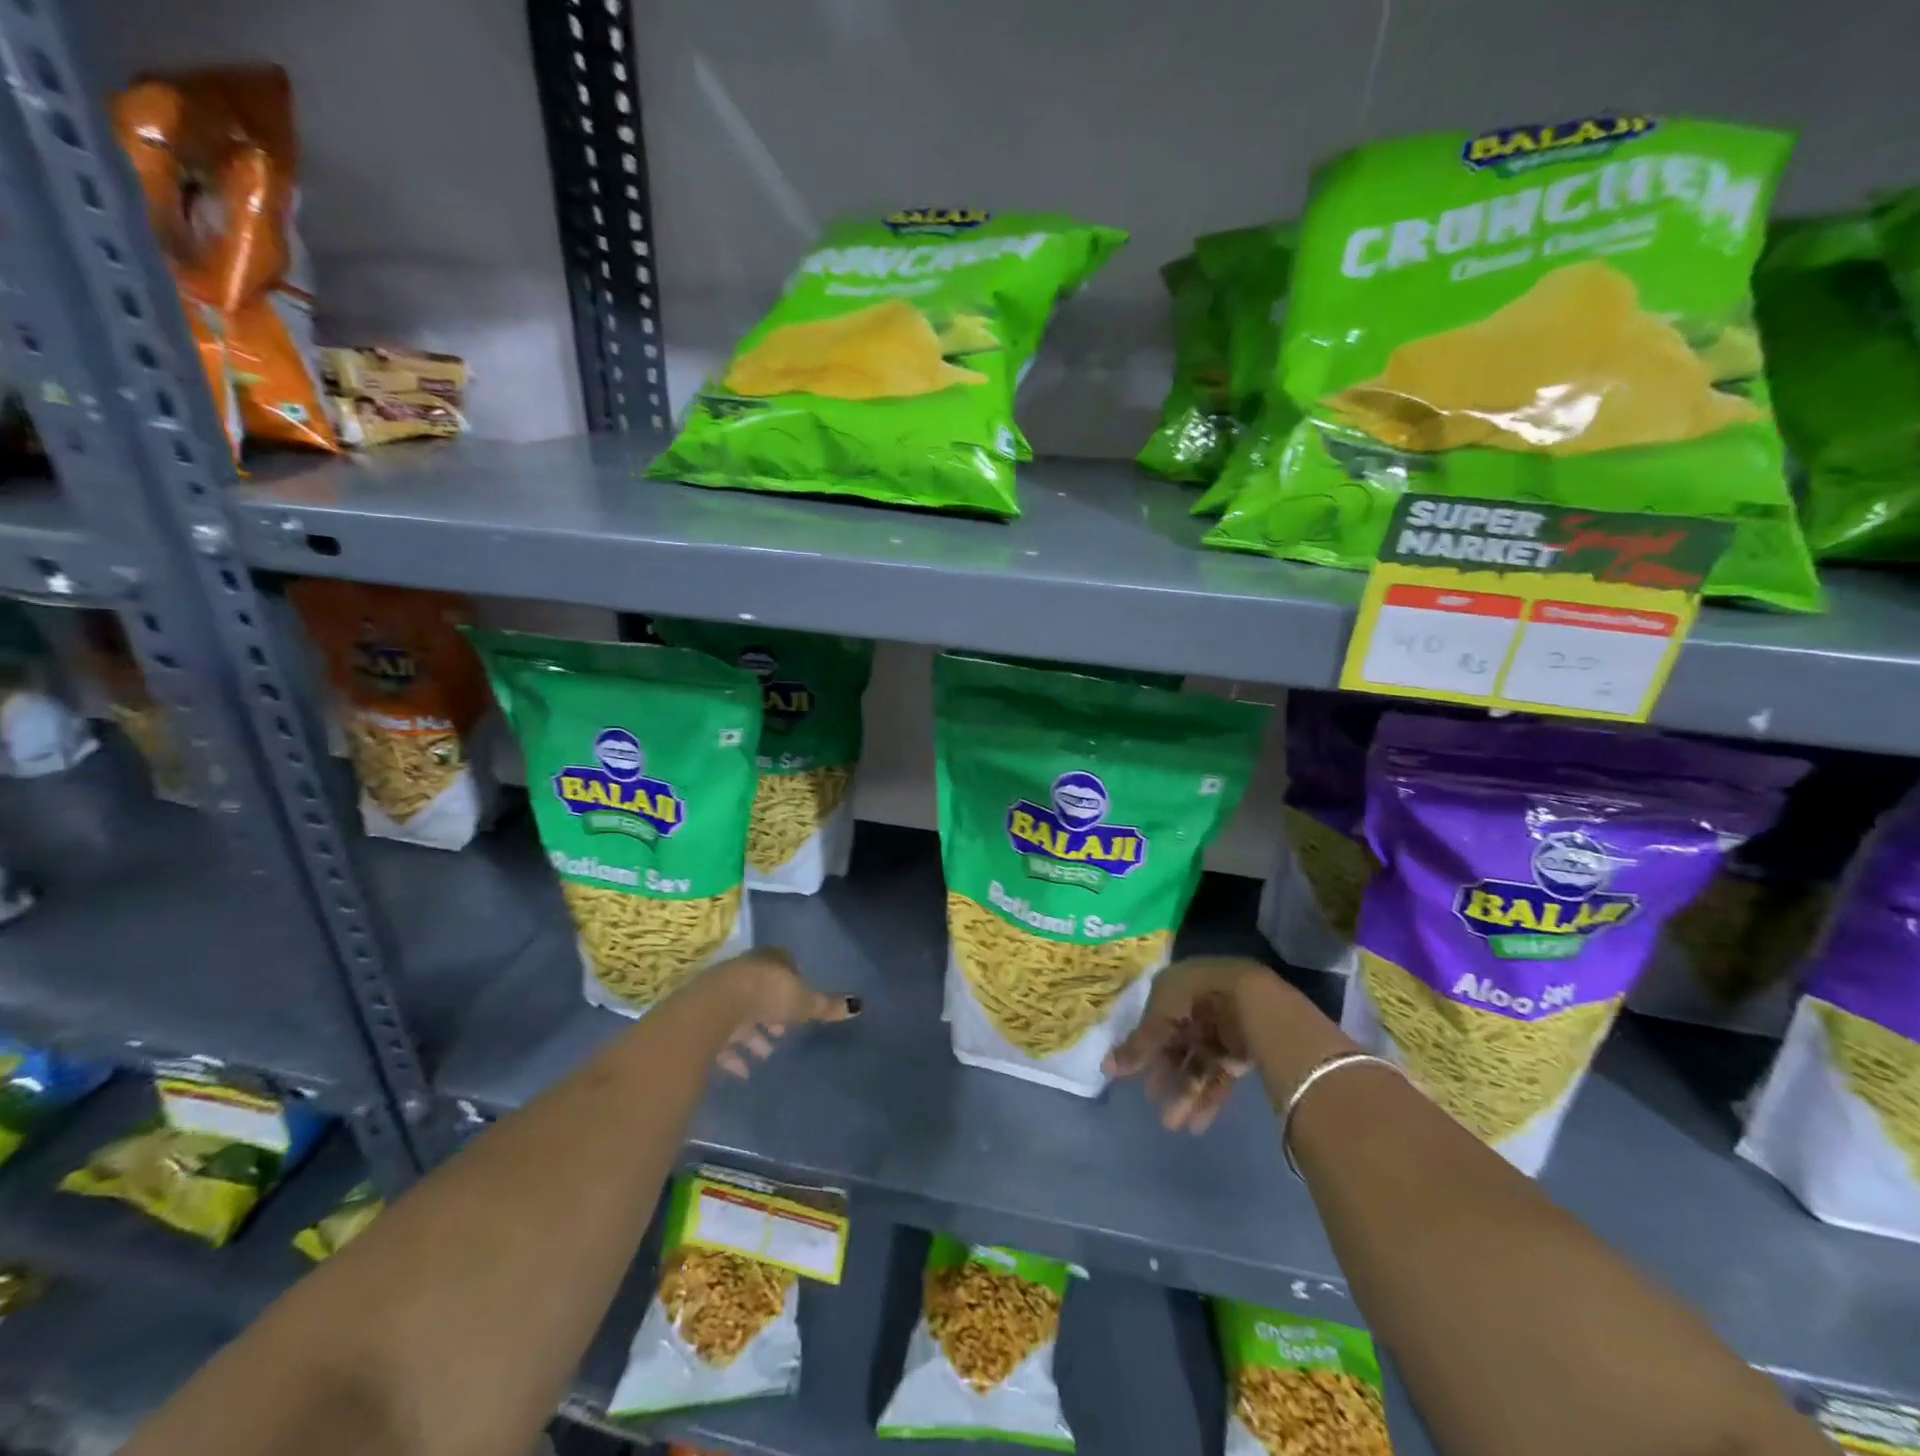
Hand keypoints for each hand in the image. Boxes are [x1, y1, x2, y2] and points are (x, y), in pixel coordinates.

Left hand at [704, 948, 859, 1078]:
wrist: (714, 1009)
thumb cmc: (767, 996)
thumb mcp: (803, 1002)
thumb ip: (827, 1006)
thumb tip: (858, 1006)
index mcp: (770, 960)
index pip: (785, 964)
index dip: (794, 983)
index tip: (800, 1004)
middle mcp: (744, 971)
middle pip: (761, 990)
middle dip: (772, 1012)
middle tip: (782, 1033)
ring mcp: (721, 993)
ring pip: (741, 1014)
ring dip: (753, 1035)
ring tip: (766, 1055)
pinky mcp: (703, 1018)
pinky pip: (721, 1037)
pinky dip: (733, 1055)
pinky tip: (743, 1071)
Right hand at [1105, 957, 1333, 1132]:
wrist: (1253, 1002)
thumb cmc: (1196, 999)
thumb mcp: (1159, 1018)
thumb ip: (1137, 1045)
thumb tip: (1105, 1067)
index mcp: (1176, 988)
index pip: (1155, 1018)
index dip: (1143, 1046)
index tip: (1129, 1072)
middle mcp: (1198, 1007)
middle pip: (1176, 1044)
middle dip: (1164, 1074)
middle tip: (1152, 1099)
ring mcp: (1221, 1029)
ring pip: (1197, 1064)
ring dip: (1184, 1093)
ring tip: (1172, 1124)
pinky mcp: (1241, 1051)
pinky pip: (1219, 1076)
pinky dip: (1208, 1099)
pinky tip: (1196, 1124)